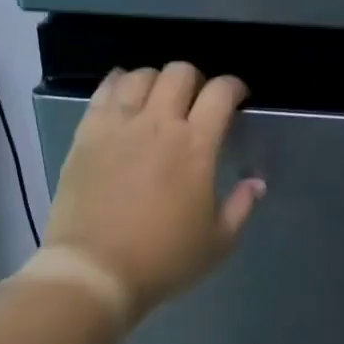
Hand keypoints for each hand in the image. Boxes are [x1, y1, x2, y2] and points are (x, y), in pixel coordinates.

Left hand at [43, 62, 264, 316]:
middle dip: (196, 79)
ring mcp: (118, 125)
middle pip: (180, 73)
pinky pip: (104, 90)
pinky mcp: (86, 133)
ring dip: (158, 80)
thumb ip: (241, 206)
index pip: (220, 93)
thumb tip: (256, 183)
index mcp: (196, 146)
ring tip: (159, 99)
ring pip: (141, 75)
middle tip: (198, 101)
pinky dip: (119, 83)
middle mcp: (158, 124)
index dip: (234, 87)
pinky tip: (124, 94)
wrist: (95, 271)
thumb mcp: (218, 242)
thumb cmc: (164, 259)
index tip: (238, 98)